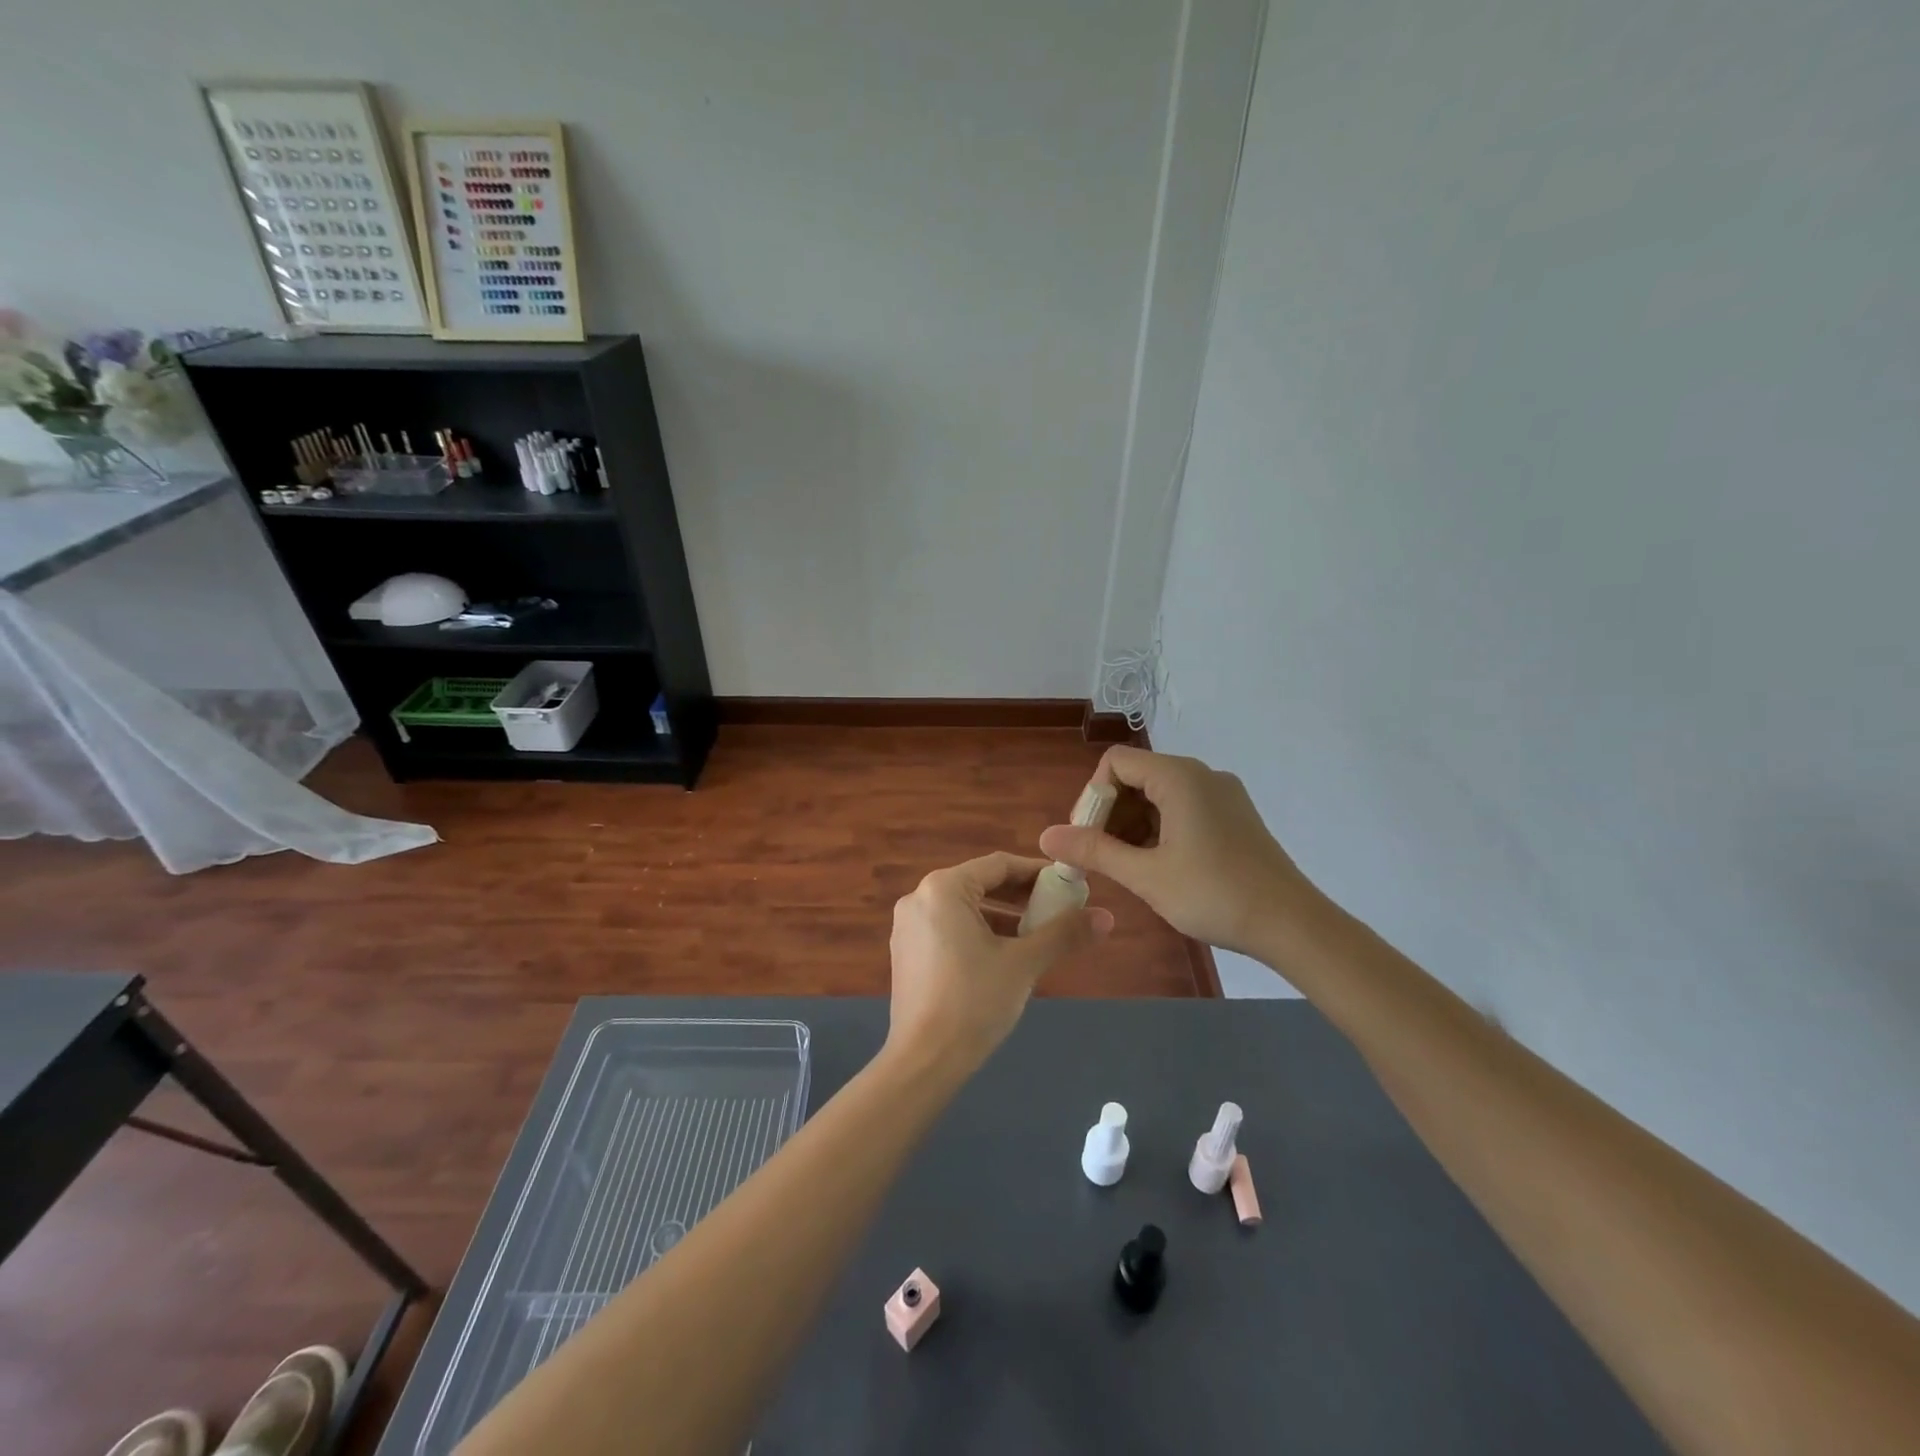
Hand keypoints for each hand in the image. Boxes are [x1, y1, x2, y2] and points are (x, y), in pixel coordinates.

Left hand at [886, 852, 1112, 1073]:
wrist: (924, 1061)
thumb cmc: (974, 1001)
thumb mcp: (1024, 963)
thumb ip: (1064, 934)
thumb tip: (1107, 917)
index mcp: (943, 888)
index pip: (999, 865)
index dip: (1037, 873)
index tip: (1069, 885)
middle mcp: (919, 898)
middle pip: (980, 884)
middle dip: (1021, 897)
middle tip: (1058, 910)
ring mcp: (908, 926)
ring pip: (965, 908)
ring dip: (1002, 917)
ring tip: (1038, 935)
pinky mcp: (907, 952)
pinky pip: (949, 928)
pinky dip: (979, 933)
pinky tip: (1005, 956)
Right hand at [1038, 746, 1325, 955]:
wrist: (1292, 924)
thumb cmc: (1214, 894)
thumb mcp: (1146, 875)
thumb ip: (1094, 850)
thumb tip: (1046, 836)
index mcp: (1179, 777)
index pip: (1115, 763)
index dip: (1093, 797)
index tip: (1088, 838)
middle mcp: (1202, 775)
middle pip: (1137, 776)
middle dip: (1111, 814)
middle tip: (1102, 857)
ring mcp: (1223, 794)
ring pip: (1160, 795)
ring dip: (1135, 824)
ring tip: (1129, 867)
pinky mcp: (1235, 816)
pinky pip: (1184, 808)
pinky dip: (1161, 829)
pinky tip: (1160, 866)